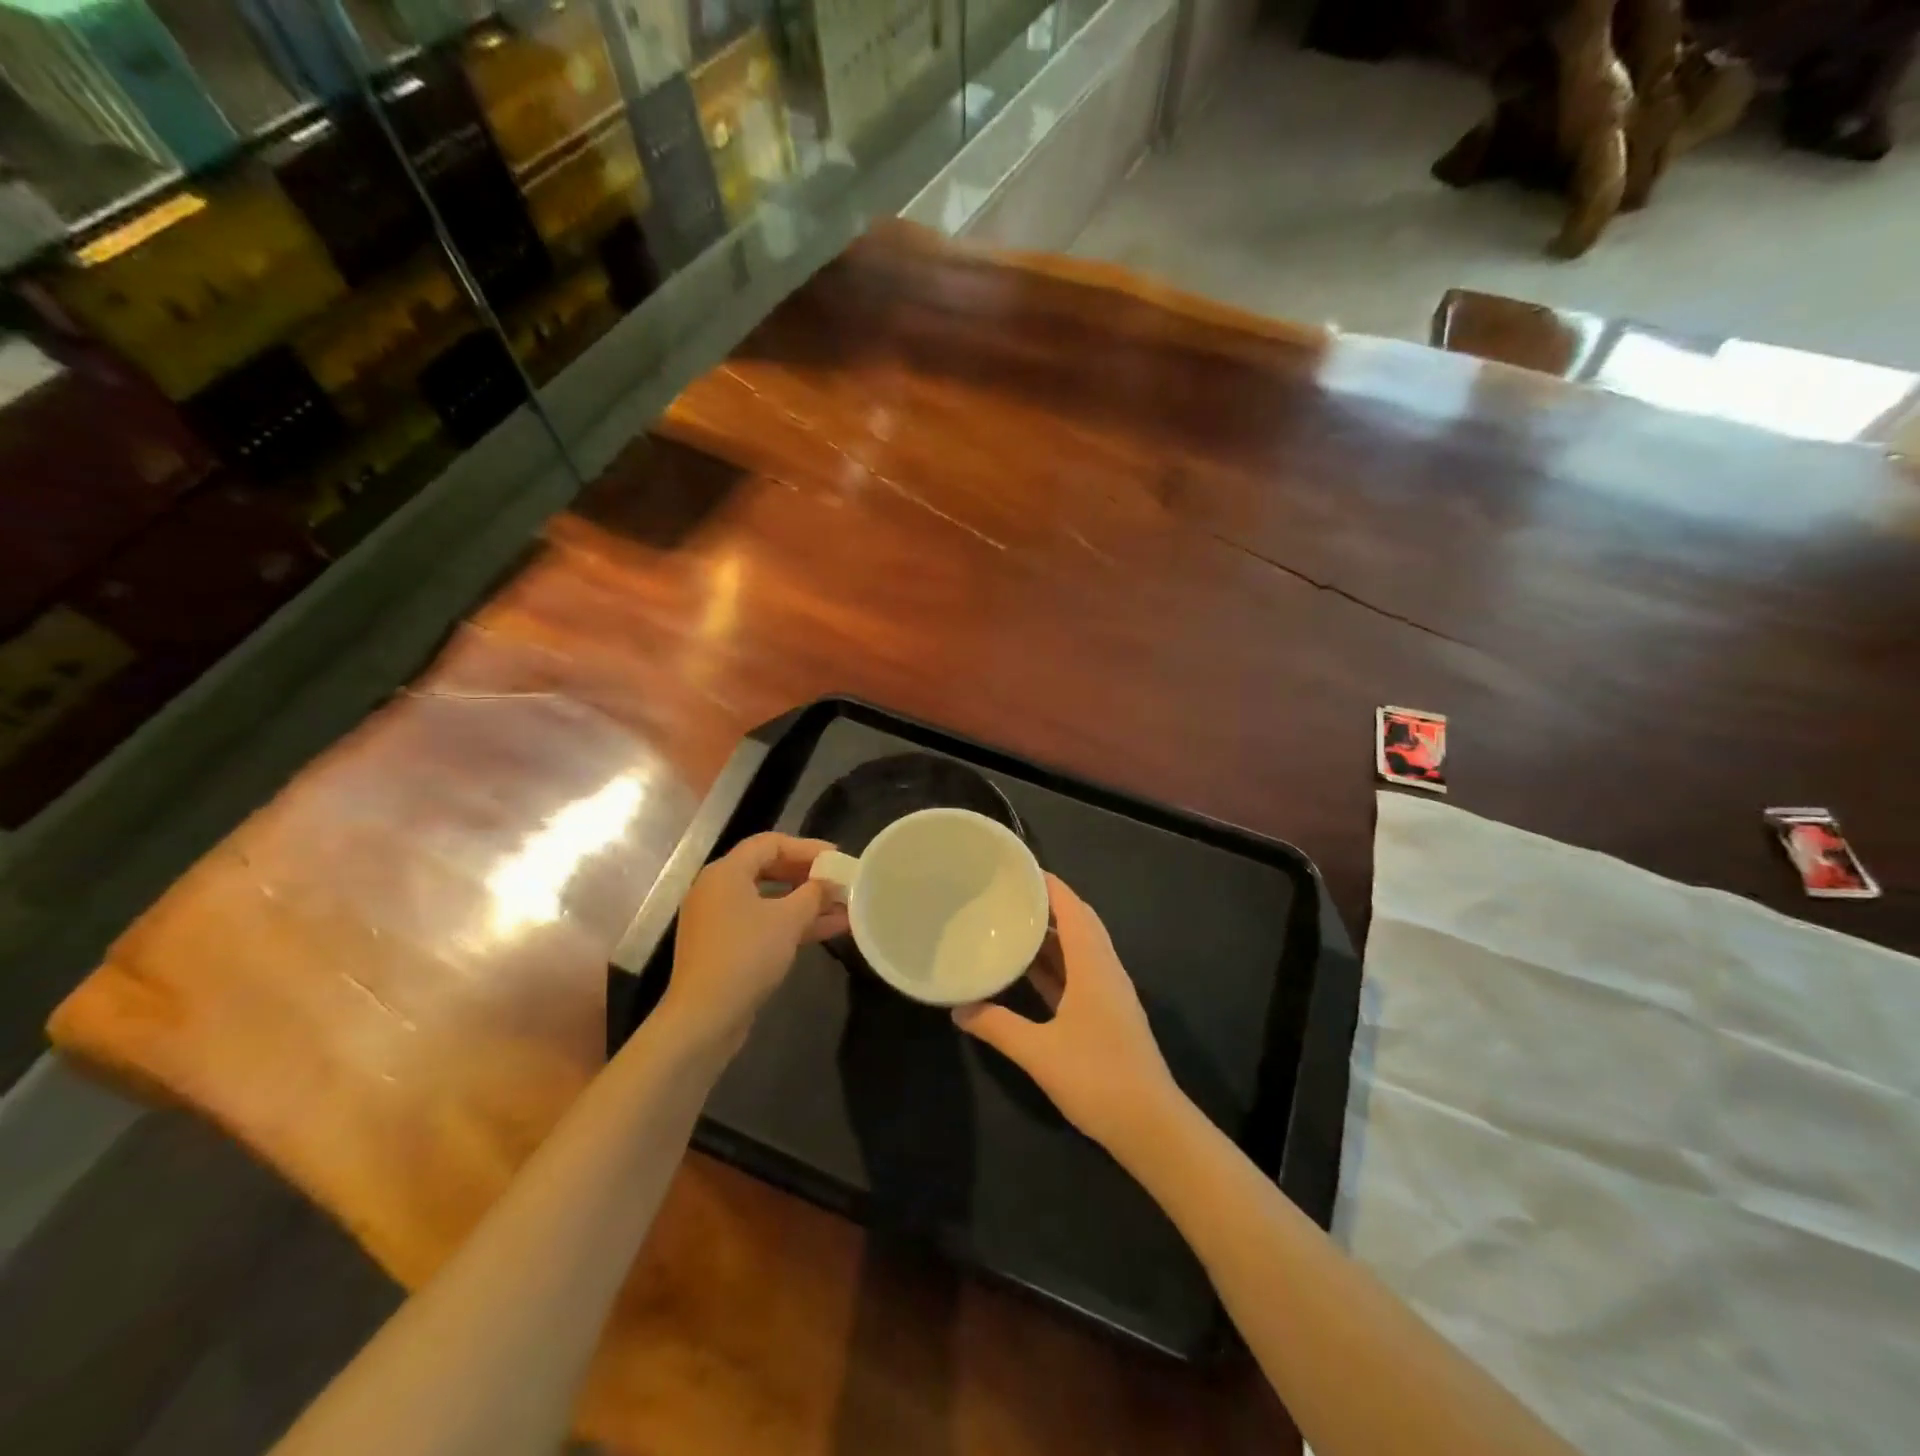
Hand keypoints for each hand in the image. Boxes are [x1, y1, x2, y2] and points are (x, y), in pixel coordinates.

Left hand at [664, 833, 848, 1047]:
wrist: (705, 1017)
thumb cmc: (746, 955)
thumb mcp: (788, 919)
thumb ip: (813, 894)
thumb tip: (829, 882)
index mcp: (726, 872)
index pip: (769, 843)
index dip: (806, 847)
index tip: (836, 857)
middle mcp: (718, 890)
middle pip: (769, 869)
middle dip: (808, 875)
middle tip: (839, 880)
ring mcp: (720, 920)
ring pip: (769, 900)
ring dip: (806, 902)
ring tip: (844, 906)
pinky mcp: (726, 947)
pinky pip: (764, 923)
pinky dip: (792, 923)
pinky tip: (830, 929)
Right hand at [952, 875, 1181, 1154]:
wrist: (1151, 1126)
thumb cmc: (1097, 1077)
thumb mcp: (1038, 1051)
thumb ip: (996, 1026)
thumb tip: (957, 1008)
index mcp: (1093, 964)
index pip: (1071, 907)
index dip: (1048, 883)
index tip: (1017, 868)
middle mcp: (1104, 969)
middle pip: (1078, 921)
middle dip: (1047, 903)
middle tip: (1009, 893)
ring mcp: (1109, 992)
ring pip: (1080, 948)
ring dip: (1051, 933)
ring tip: (1013, 922)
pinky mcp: (1108, 1014)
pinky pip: (1079, 972)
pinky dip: (1056, 963)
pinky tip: (1030, 970)